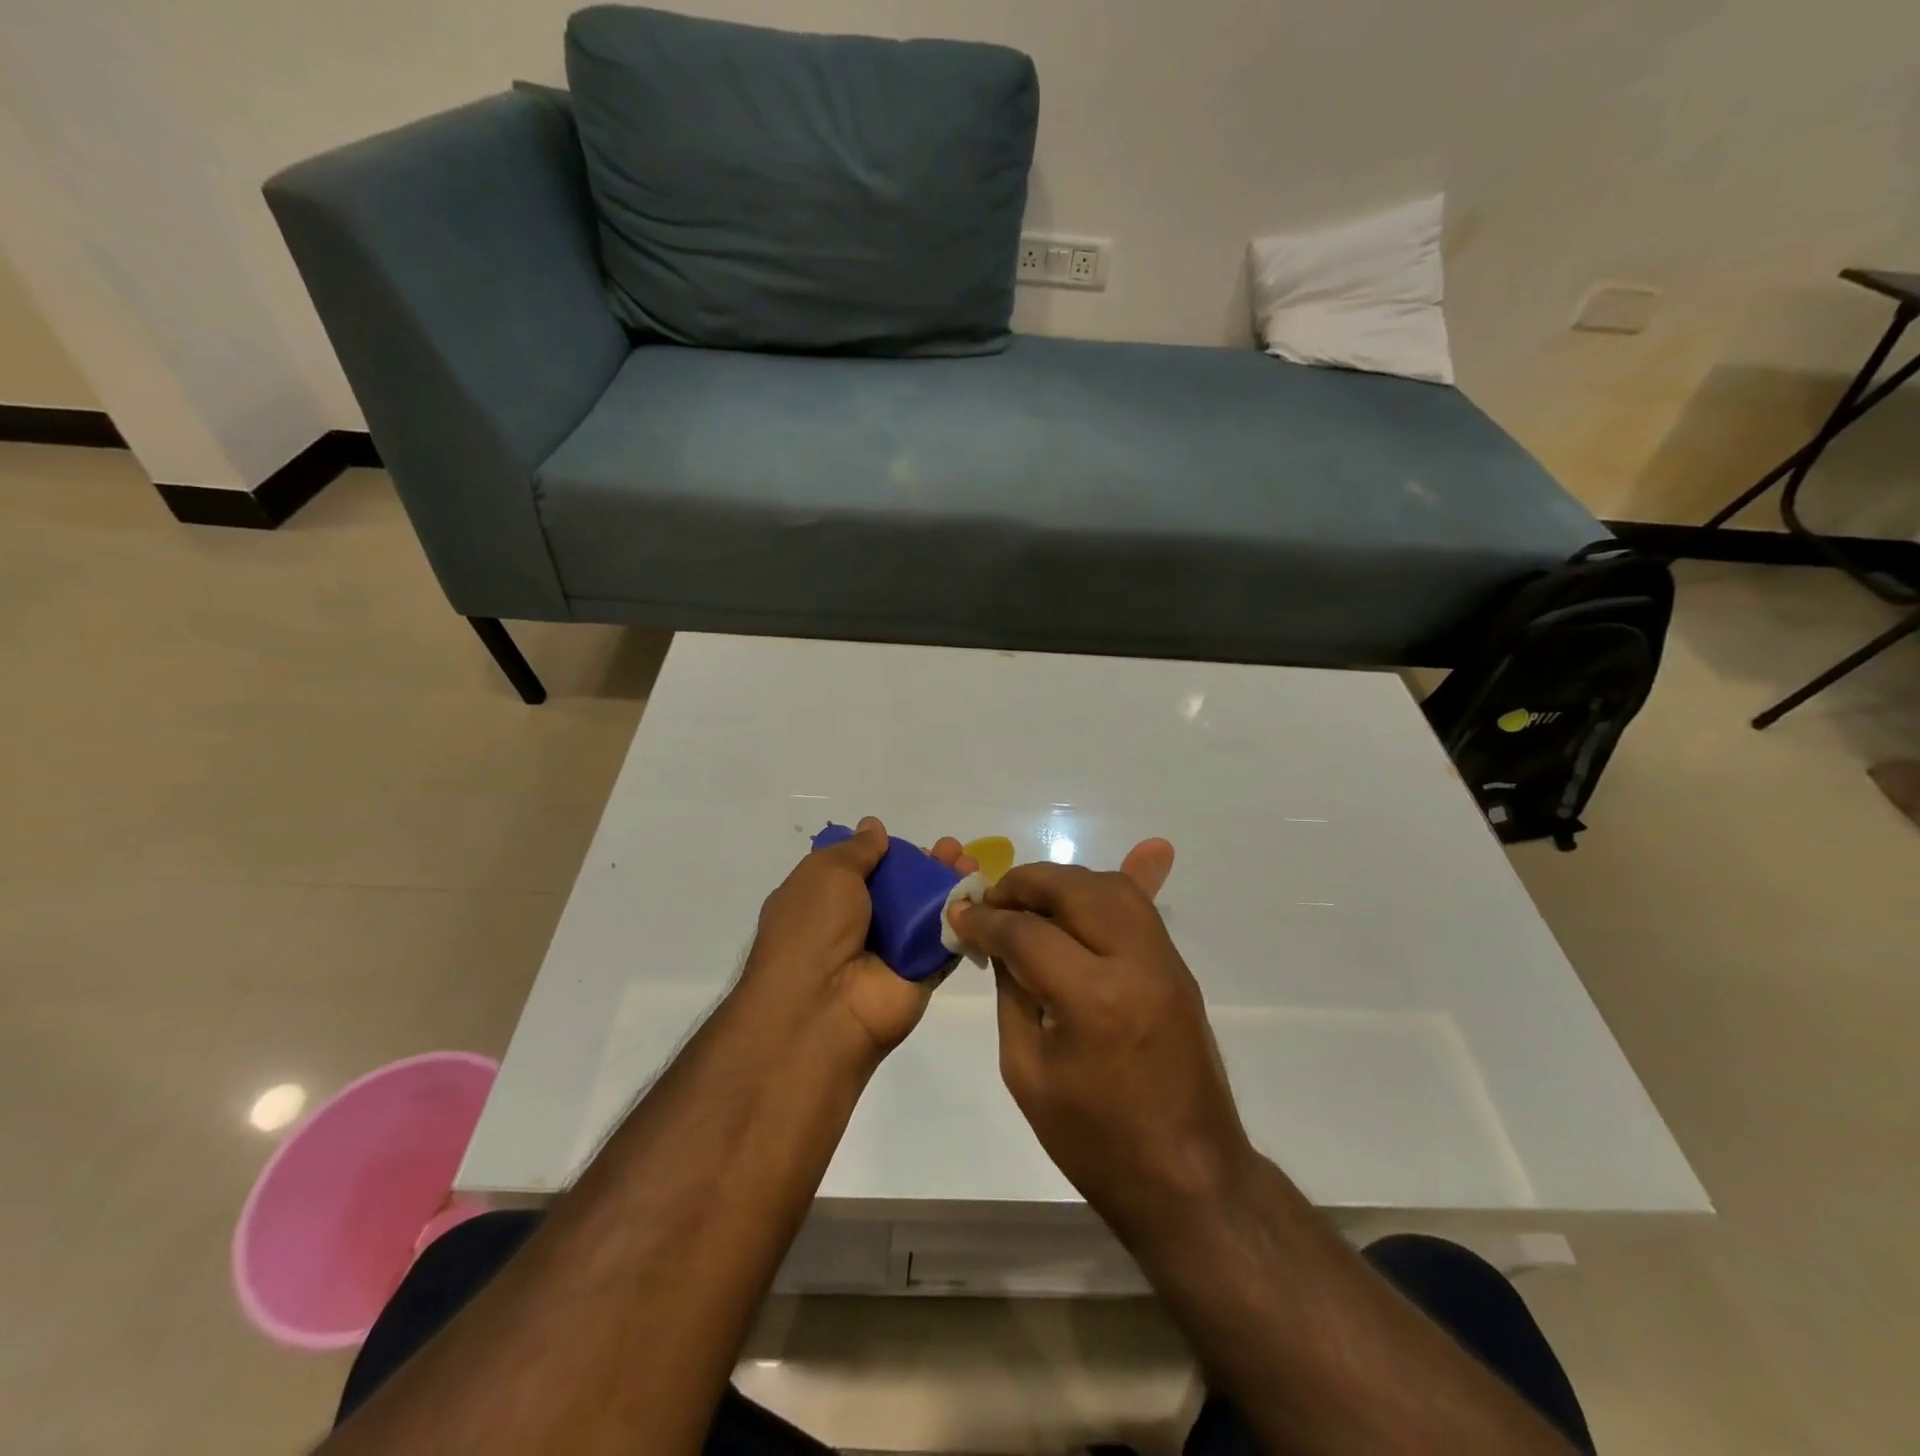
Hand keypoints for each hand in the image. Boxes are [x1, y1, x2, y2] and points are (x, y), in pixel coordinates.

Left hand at [744, 817, 975, 1063]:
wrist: (822, 1010)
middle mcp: (856, 925)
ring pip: (926, 911)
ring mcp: (890, 951)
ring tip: (970, 862)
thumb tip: (873, 827)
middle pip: (899, 888)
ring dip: (949, 884)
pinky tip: (980, 893)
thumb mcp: (825, 873)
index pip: (860, 870)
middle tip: (951, 848)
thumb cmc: (813, 930)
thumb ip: (856, 849)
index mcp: (824, 901)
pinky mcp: (920, 973)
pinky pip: (945, 941)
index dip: (886, 853)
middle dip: (926, 864)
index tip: (908, 842)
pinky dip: (963, 917)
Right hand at [947, 853, 1254, 1245]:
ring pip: (1113, 886)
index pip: (1028, 932)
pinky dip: (1099, 895)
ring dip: (1064, 882)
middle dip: (1025, 883)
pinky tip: (1073, 902)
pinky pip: (1138, 908)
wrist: (1189, 1180)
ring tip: (1029, 900)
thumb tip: (998, 942)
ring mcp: (1166, 962)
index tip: (959, 913)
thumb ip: (1012, 994)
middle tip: (992, 898)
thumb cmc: (1096, 1141)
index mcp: (1095, 999)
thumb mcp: (1028, 1071)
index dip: (986, 919)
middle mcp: (1137, 963)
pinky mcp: (1179, 969)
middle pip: (1075, 888)